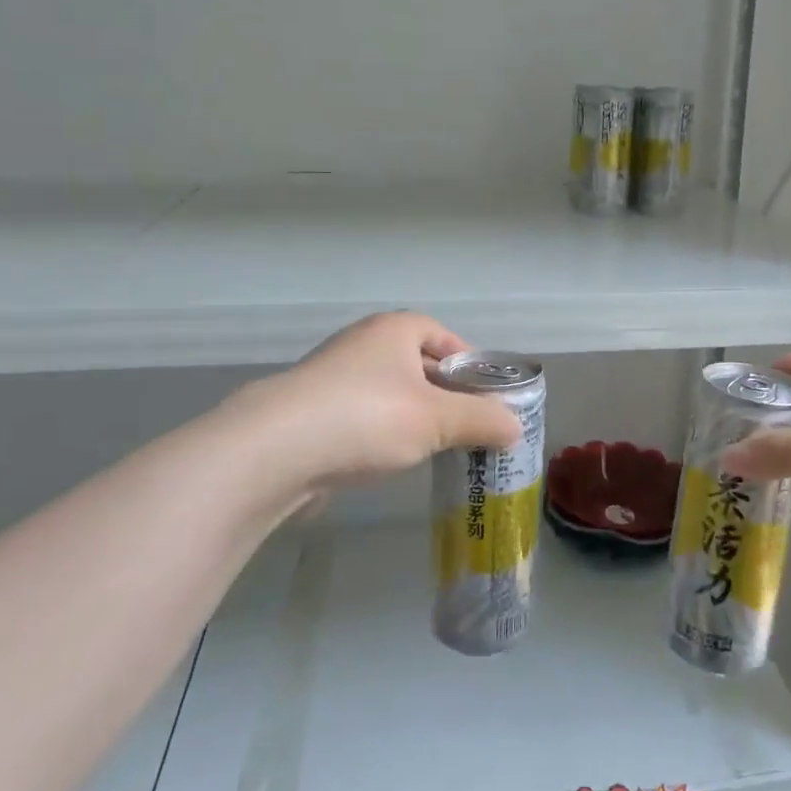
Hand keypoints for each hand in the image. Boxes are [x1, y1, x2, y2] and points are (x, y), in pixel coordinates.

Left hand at [237, 313, 522, 484]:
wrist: (275, 451)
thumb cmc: (368, 418)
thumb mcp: (438, 420)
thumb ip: (481, 420)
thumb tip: (515, 427)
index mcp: (393, 330)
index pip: (441, 334)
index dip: (467, 361)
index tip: (486, 393)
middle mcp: (362, 344)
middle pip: (416, 364)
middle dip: (443, 392)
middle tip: (468, 424)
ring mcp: (332, 378)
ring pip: (388, 393)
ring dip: (412, 415)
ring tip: (436, 446)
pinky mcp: (311, 414)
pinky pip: (361, 417)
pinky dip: (381, 433)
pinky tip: (390, 461)